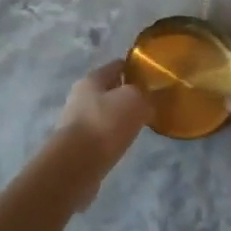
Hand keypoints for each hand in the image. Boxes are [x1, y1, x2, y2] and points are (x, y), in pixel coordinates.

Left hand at [50, 60, 150, 208]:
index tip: (154, 77)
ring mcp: (77, 121)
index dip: (135, 69)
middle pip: (109, 90)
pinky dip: (113, 136)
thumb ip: (145, 95)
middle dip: (128, 95)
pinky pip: (102, 134)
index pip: (117, 66)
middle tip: (150, 103)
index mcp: (92, 78)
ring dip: (120, 117)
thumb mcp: (135, 101)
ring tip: (141, 124)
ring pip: (105, 113)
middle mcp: (81, 96)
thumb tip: (147, 100)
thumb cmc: (105, 123)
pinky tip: (125, 142)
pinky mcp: (78, 144)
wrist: (76, 164)